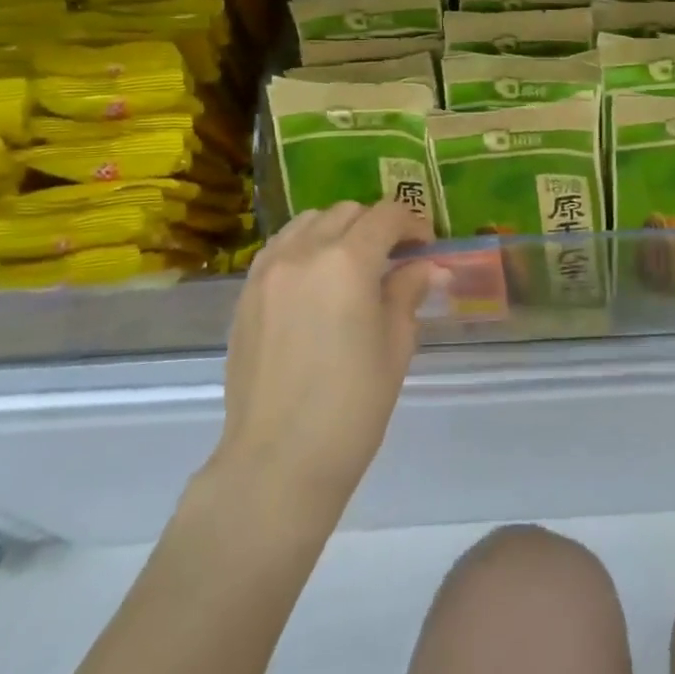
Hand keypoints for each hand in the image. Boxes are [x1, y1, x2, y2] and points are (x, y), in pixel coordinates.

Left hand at [213, 201, 440, 516]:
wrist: (278, 461)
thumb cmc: (352, 406)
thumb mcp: (395, 345)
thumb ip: (408, 292)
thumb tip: (428, 267)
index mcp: (347, 261)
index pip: (386, 216)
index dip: (413, 223)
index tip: (426, 246)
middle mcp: (303, 252)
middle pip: (347, 212)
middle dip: (377, 224)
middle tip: (396, 255)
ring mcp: (267, 271)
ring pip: (309, 222)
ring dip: (338, 229)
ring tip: (353, 262)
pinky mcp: (246, 293)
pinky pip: (280, 247)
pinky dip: (305, 246)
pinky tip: (316, 278)